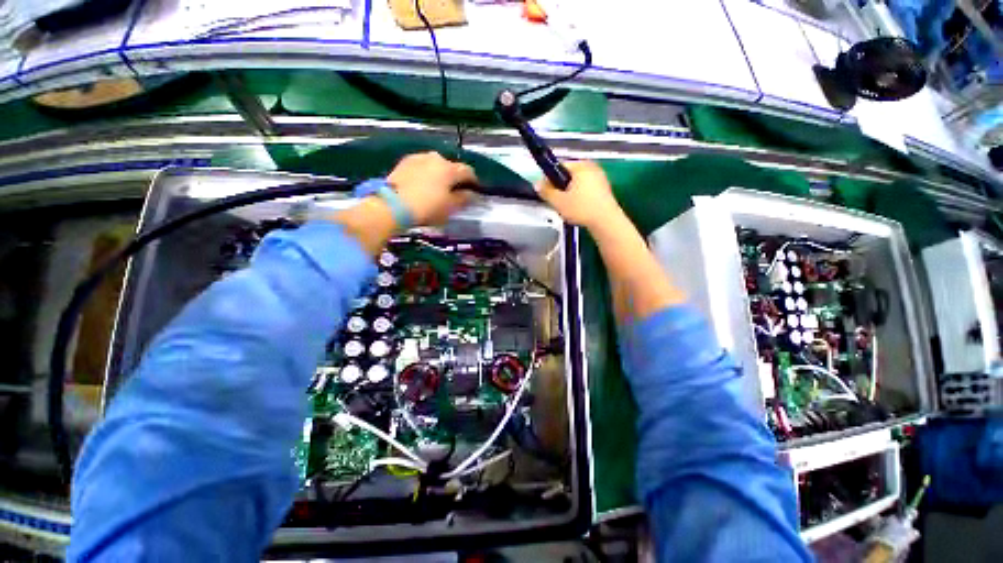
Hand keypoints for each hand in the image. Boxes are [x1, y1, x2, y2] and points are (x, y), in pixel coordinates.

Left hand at [389, 152, 476, 225]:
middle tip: (454, 192)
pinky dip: (425, 174)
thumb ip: (464, 199)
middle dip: (455, 178)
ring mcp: (418, 158)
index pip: (468, 171)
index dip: (473, 181)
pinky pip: (421, 167)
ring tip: (437, 189)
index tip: (473, 191)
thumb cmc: (428, 208)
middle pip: (451, 167)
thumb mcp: (450, 208)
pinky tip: (422, 186)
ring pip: (435, 165)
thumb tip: (471, 193)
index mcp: (449, 169)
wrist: (393, 205)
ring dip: (439, 175)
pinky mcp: (404, 162)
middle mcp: (435, 158)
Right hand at [536, 161, 621, 228]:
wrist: (606, 221)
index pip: (559, 166)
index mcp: (581, 166)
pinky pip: (586, 188)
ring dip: (570, 192)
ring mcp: (600, 177)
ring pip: (577, 182)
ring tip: (566, 206)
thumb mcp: (559, 202)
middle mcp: (592, 167)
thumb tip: (537, 184)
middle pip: (569, 174)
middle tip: (556, 200)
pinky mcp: (604, 189)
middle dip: (560, 186)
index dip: (549, 178)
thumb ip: (546, 191)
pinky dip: (580, 196)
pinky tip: (578, 208)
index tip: (546, 191)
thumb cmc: (581, 209)